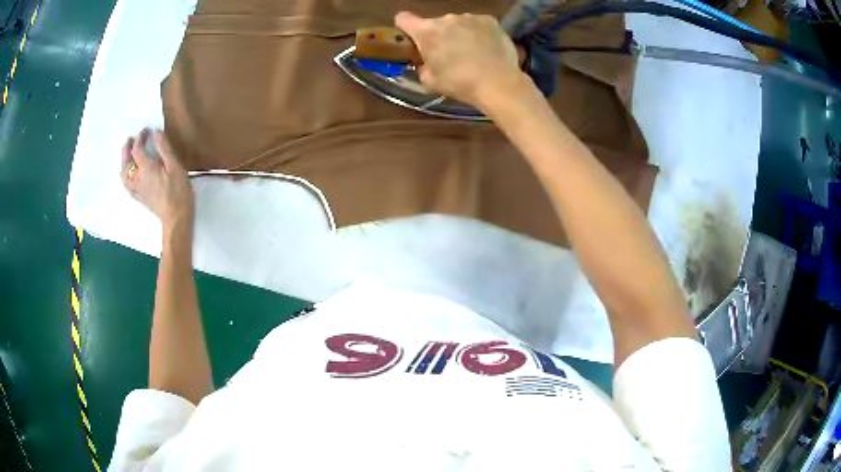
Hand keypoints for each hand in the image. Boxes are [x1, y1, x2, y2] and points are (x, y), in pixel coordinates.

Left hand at [121, 129, 193, 227]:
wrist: (176, 217)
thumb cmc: (179, 191)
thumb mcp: (175, 166)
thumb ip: (164, 148)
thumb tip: (155, 132)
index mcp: (146, 168)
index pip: (137, 149)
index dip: (140, 138)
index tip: (145, 130)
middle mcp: (138, 178)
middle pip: (126, 162)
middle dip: (127, 149)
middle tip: (130, 140)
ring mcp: (137, 189)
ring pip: (124, 175)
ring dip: (124, 163)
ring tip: (127, 156)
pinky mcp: (139, 197)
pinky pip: (127, 185)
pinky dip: (126, 176)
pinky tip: (130, 174)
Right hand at [395, 11, 524, 108]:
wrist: (498, 83)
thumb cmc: (460, 83)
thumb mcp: (430, 81)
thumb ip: (422, 67)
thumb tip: (426, 63)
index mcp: (426, 31)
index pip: (403, 18)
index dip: (405, 27)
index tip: (412, 39)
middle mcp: (446, 18)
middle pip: (434, 23)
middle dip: (438, 35)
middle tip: (448, 54)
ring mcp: (469, 17)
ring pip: (457, 23)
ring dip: (459, 33)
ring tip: (471, 52)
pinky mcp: (490, 20)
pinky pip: (477, 24)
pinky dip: (478, 33)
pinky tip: (486, 48)